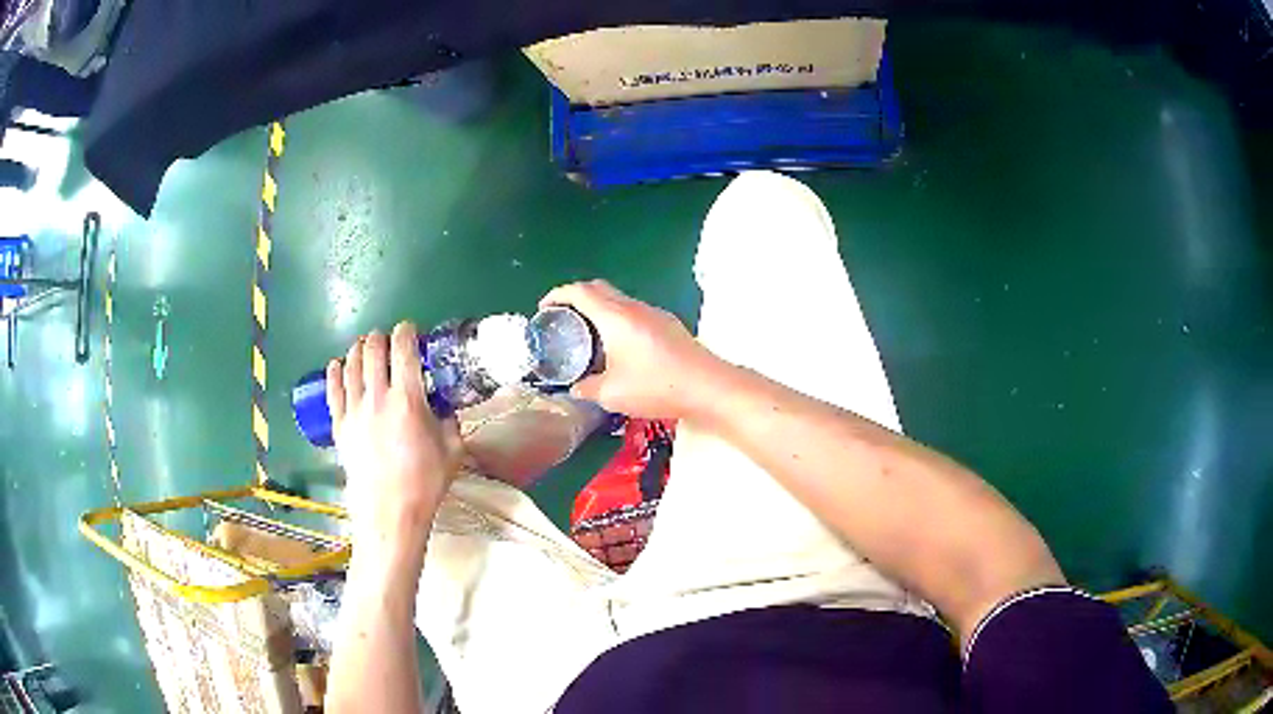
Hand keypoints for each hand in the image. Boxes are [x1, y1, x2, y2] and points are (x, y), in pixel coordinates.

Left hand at [328, 323, 462, 554]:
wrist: (389, 510)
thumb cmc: (425, 482)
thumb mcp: (453, 450)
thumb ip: (450, 421)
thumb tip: (444, 405)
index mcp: (408, 399)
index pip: (403, 349)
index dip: (407, 332)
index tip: (410, 330)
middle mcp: (377, 396)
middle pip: (372, 350)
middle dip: (380, 337)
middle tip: (387, 340)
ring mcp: (354, 410)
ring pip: (350, 364)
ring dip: (358, 349)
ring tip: (364, 348)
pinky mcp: (339, 424)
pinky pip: (333, 389)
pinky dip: (335, 371)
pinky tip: (337, 364)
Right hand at [540, 280, 721, 418]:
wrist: (708, 387)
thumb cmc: (657, 387)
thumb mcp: (612, 395)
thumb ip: (587, 389)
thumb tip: (575, 389)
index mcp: (616, 317)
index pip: (580, 291)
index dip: (557, 295)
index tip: (544, 308)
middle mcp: (634, 308)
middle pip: (599, 288)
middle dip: (576, 297)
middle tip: (563, 318)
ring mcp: (655, 314)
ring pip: (619, 299)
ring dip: (599, 307)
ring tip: (588, 333)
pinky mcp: (669, 324)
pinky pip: (634, 311)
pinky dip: (617, 317)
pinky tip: (619, 345)